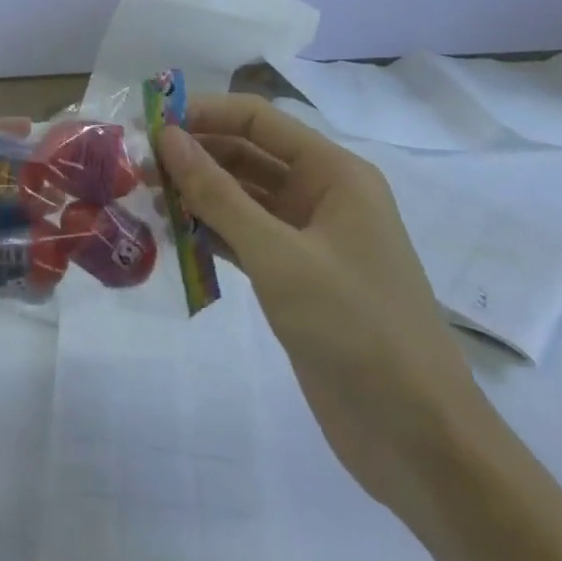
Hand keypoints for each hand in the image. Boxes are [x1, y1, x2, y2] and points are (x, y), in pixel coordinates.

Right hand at [156, 93, 477, 510]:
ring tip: (147, 196)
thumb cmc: (356, 329)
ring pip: (243, 197)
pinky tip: (174, 234)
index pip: (258, 120)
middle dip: (196, 156)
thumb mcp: (279, 257)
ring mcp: (311, 239)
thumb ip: (218, 194)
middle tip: (140, 165)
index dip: (205, 114)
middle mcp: (323, 195)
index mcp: (334, 173)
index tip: (151, 124)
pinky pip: (246, 237)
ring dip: (199, 194)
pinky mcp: (298, 279)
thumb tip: (167, 136)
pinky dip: (212, 232)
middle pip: (248, 155)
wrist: (422, 446)